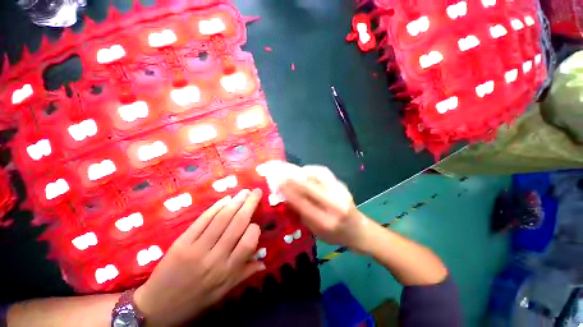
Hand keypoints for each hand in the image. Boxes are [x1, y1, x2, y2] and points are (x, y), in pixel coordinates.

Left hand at [134, 189, 264, 325]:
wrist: (157, 307)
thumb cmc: (195, 300)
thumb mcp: (223, 292)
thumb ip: (245, 273)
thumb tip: (264, 261)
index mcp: (227, 271)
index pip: (248, 243)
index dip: (254, 229)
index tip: (255, 224)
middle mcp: (215, 258)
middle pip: (237, 224)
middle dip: (249, 204)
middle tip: (256, 192)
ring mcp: (197, 248)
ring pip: (221, 219)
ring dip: (235, 202)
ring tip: (245, 192)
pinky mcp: (182, 241)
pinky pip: (203, 220)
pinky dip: (216, 207)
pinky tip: (226, 199)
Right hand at [279, 165, 370, 251]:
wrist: (359, 231)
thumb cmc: (336, 236)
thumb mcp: (316, 231)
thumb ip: (302, 214)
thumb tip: (288, 198)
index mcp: (326, 222)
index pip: (303, 204)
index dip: (289, 193)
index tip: (278, 185)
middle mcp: (334, 206)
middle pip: (310, 188)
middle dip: (293, 180)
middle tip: (282, 176)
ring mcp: (341, 193)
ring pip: (319, 177)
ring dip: (303, 173)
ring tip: (293, 173)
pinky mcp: (343, 185)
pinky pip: (325, 173)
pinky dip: (313, 170)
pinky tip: (306, 171)